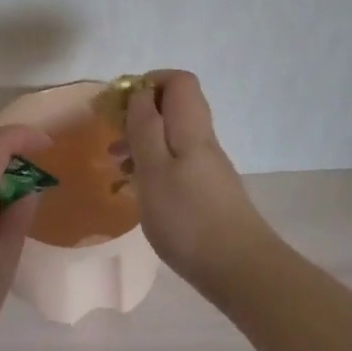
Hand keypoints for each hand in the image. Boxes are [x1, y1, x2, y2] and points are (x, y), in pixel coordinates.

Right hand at [126, 70, 274, 289]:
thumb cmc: (188, 217)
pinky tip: (137, 192)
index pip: (178, 81)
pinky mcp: (206, 192)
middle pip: (174, 108)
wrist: (239, 269)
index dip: (148, 82)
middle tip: (112, 139)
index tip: (119, 105)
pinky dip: (153, 169)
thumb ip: (145, 128)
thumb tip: (139, 93)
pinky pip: (175, 165)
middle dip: (139, 115)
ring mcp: (207, 168)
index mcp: (191, 128)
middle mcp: (202, 141)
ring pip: (172, 139)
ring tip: (116, 167)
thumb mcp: (155, 169)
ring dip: (142, 144)